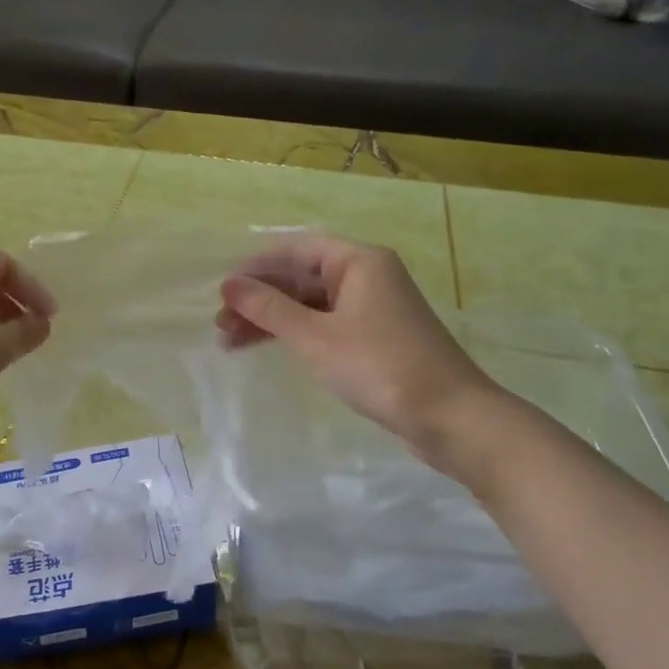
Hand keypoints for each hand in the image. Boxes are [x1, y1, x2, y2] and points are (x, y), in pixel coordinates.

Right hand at [216, 235, 504, 466]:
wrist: (448, 417)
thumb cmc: (379, 367)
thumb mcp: (315, 337)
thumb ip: (269, 308)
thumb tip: (229, 284)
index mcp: (358, 261)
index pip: (295, 250)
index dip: (255, 267)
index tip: (221, 290)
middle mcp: (366, 276)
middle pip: (301, 277)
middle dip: (259, 298)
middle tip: (220, 324)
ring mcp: (371, 308)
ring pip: (309, 304)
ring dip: (271, 319)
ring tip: (230, 342)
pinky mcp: (373, 337)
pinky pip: (323, 324)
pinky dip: (294, 334)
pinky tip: (267, 348)